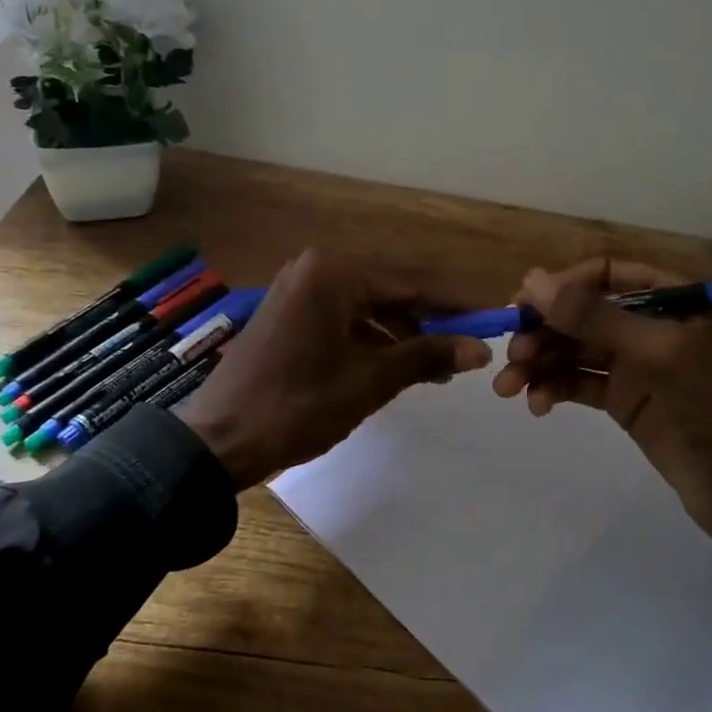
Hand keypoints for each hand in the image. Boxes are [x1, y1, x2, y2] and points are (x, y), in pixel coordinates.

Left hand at [179, 250, 492, 488]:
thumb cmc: (297, 406)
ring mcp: (297, 291)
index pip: (411, 281)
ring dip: (401, 333)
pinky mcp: (288, 314)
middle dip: (429, 320)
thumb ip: (426, 356)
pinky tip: (395, 366)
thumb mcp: (370, 381)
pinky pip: (342, 318)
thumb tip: (479, 349)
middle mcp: (314, 270)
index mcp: (333, 275)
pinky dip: (371, 339)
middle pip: (389, 290)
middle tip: (467, 347)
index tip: (492, 316)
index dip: (455, 302)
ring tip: (436, 368)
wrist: (218, 441)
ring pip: (366, 306)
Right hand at [492, 257, 711, 611]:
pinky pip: (580, 382)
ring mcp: (636, 364)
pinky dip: (555, 389)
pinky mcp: (625, 399)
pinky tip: (538, 405)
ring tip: (508, 388)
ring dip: (540, 364)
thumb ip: (592, 315)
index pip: (604, 273)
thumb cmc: (708, 406)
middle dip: (543, 332)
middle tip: (511, 356)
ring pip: (575, 350)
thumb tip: (531, 279)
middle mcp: (649, 324)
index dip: (561, 286)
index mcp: (670, 299)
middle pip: (582, 313)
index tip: (521, 305)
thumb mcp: (653, 352)